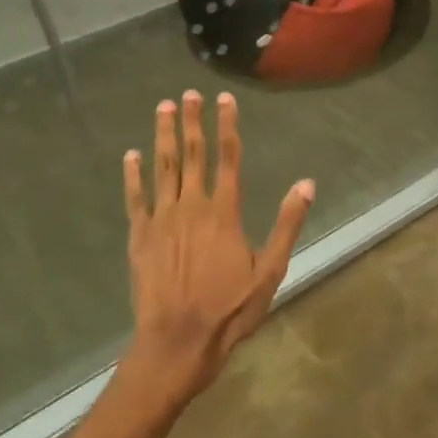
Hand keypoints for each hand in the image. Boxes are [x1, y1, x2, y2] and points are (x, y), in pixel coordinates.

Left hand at [120, 90, 313, 406]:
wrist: (178, 342)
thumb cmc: (230, 308)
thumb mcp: (271, 269)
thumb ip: (287, 223)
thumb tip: (306, 183)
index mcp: (223, 212)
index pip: (228, 158)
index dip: (227, 126)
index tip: (224, 99)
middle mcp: (191, 206)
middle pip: (191, 155)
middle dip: (191, 122)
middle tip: (188, 94)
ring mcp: (161, 220)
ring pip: (162, 168)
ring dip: (162, 136)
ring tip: (163, 108)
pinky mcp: (139, 237)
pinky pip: (135, 198)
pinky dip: (133, 175)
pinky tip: (131, 155)